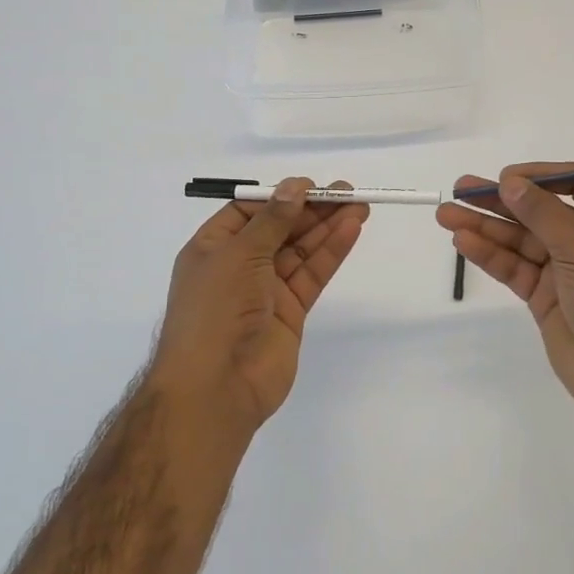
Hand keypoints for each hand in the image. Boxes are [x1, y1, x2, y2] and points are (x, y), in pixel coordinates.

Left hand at [154, 177, 367, 426]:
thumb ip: (272, 221)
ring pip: (301, 251)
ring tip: (360, 206)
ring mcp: (266, 290)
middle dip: (311, 210)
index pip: (248, 212)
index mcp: (212, 248)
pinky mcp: (290, 312)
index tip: (311, 186)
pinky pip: (312, 275)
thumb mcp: (239, 254)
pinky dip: (331, 253)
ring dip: (328, 227)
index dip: (280, 197)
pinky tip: (350, 231)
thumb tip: (294, 187)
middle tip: (348, 192)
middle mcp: (238, 266)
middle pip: (280, 229)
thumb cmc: (215, 310)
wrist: (216, 386)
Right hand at [436, 163, 573, 431]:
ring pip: (520, 240)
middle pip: (540, 210)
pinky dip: (490, 255)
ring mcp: (567, 270)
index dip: (542, 175)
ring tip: (446, 215)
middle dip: (501, 200)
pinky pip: (515, 268)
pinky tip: (464, 242)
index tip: (507, 176)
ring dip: (485, 227)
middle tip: (461, 188)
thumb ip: (542, 212)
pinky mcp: (546, 297)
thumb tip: (509, 181)